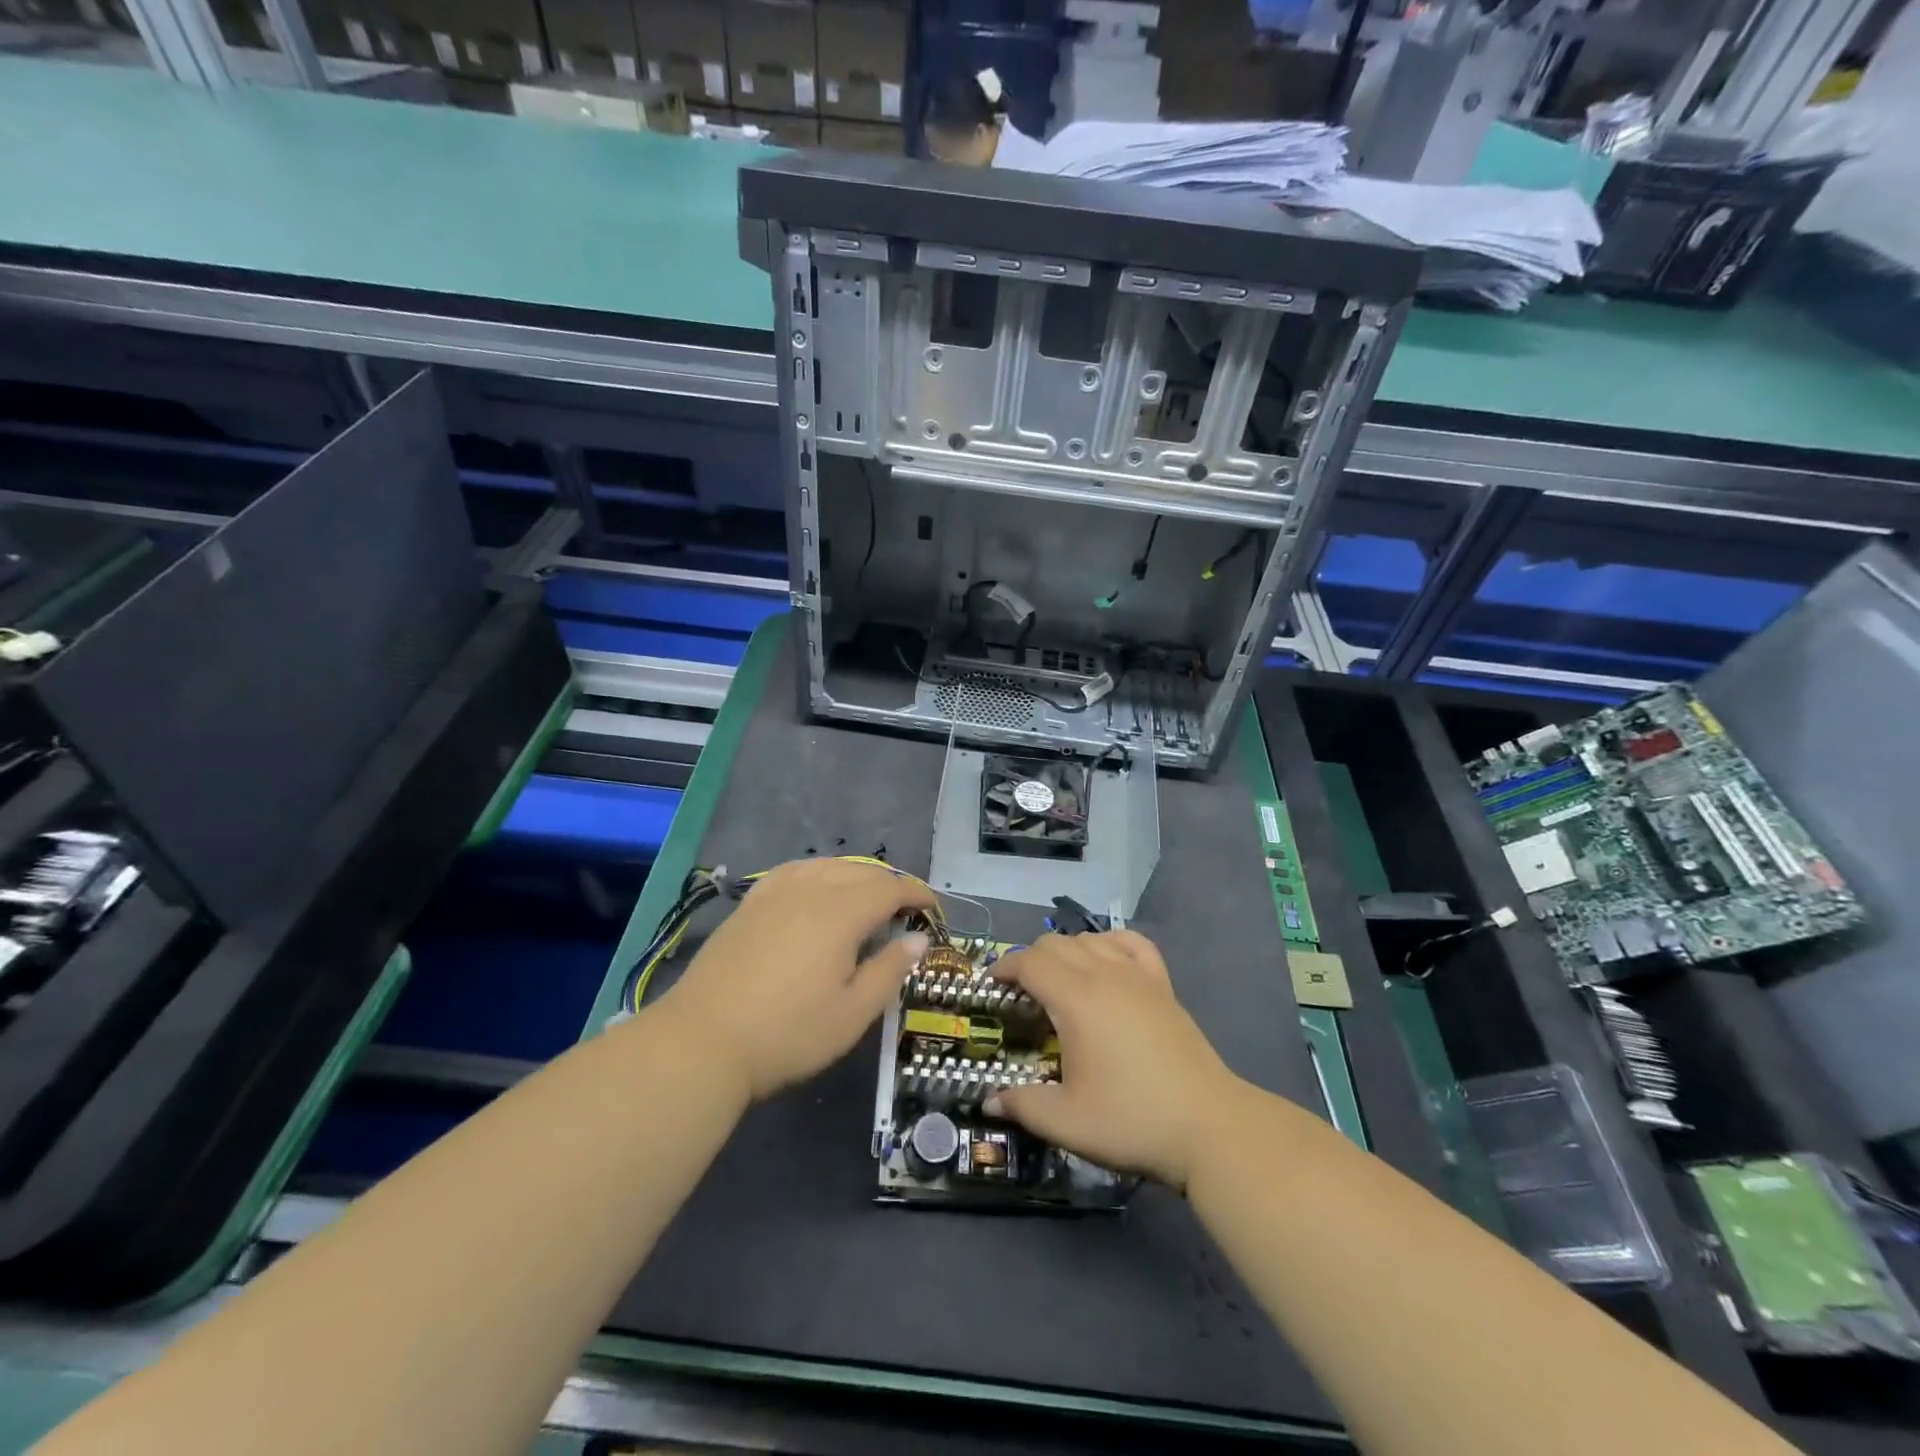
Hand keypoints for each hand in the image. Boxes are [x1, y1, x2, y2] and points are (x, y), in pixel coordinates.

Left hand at [660, 858, 935, 1100]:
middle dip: (890, 883)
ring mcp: (775, 893)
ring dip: (856, 875)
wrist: (702, 1042)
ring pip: (826, 865)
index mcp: (841, 912)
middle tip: (906, 909)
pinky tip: (816, 888)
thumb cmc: (788, 1033)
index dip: (916, 893)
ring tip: (867, 897)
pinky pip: (794, 871)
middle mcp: (810, 889)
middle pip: (860, 871)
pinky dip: (818, 873)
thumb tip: (918, 939)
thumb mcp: (852, 1013)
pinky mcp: (750, 904)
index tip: (934, 907)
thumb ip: (890, 970)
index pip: (890, 888)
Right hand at [986, 931, 1243, 1190]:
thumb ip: (1023, 1105)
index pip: (1030, 962)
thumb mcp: (1067, 1122)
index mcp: (1076, 1000)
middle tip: (1021, 992)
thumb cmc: (1132, 1121)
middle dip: (1030, 959)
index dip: (1004, 967)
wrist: (1209, 1126)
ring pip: (1091, 939)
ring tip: (1059, 980)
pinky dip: (1111, 942)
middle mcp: (1105, 975)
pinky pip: (1133, 943)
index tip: (990, 984)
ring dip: (1066, 950)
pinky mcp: (1163, 985)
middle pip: (1056, 943)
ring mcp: (1138, 976)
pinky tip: (1107, 960)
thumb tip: (989, 1101)